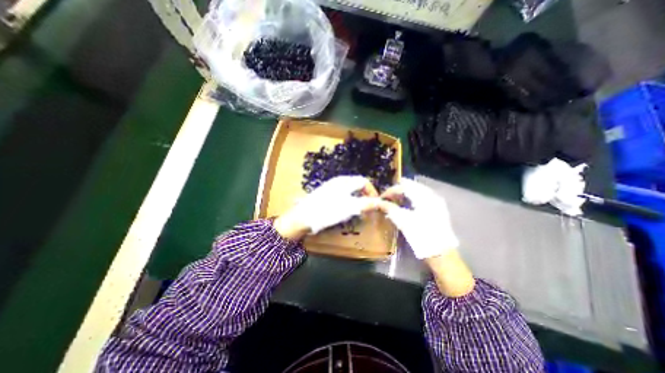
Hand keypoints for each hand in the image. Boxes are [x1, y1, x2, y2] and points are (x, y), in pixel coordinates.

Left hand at [274, 175, 378, 240]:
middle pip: (357, 185)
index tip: (376, 204)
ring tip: (357, 211)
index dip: (372, 192)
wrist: (303, 217)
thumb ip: (366, 204)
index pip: (364, 181)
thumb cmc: (328, 211)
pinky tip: (344, 211)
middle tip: (367, 209)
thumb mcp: (350, 208)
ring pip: (349, 190)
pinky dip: (348, 201)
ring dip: (357, 199)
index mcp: (345, 181)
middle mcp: (338, 181)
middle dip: (365, 196)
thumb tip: (380, 202)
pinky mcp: (325, 194)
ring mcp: (330, 187)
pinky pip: (341, 195)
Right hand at [376, 180, 459, 260]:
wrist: (440, 253)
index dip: (391, 191)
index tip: (381, 198)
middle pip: (411, 186)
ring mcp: (436, 202)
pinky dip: (411, 199)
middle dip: (398, 190)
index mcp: (424, 196)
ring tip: (394, 201)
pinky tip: (405, 205)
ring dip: (404, 194)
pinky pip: (421, 198)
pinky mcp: (437, 209)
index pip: (404, 187)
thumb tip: (378, 202)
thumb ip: (390, 208)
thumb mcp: (402, 221)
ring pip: (417, 191)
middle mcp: (431, 195)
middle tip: (387, 198)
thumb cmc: (421, 235)